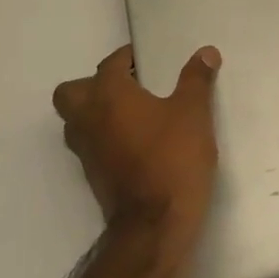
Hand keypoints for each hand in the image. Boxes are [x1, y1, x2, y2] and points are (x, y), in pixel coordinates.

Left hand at [53, 45, 221, 240]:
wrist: (155, 225)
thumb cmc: (173, 158)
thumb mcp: (193, 113)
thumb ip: (196, 80)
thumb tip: (206, 52)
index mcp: (109, 95)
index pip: (110, 65)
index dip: (128, 58)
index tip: (148, 59)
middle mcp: (88, 119)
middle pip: (72, 92)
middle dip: (94, 84)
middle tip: (129, 86)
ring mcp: (86, 151)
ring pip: (77, 121)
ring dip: (96, 112)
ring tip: (133, 113)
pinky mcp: (93, 177)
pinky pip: (90, 145)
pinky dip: (105, 137)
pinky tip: (136, 142)